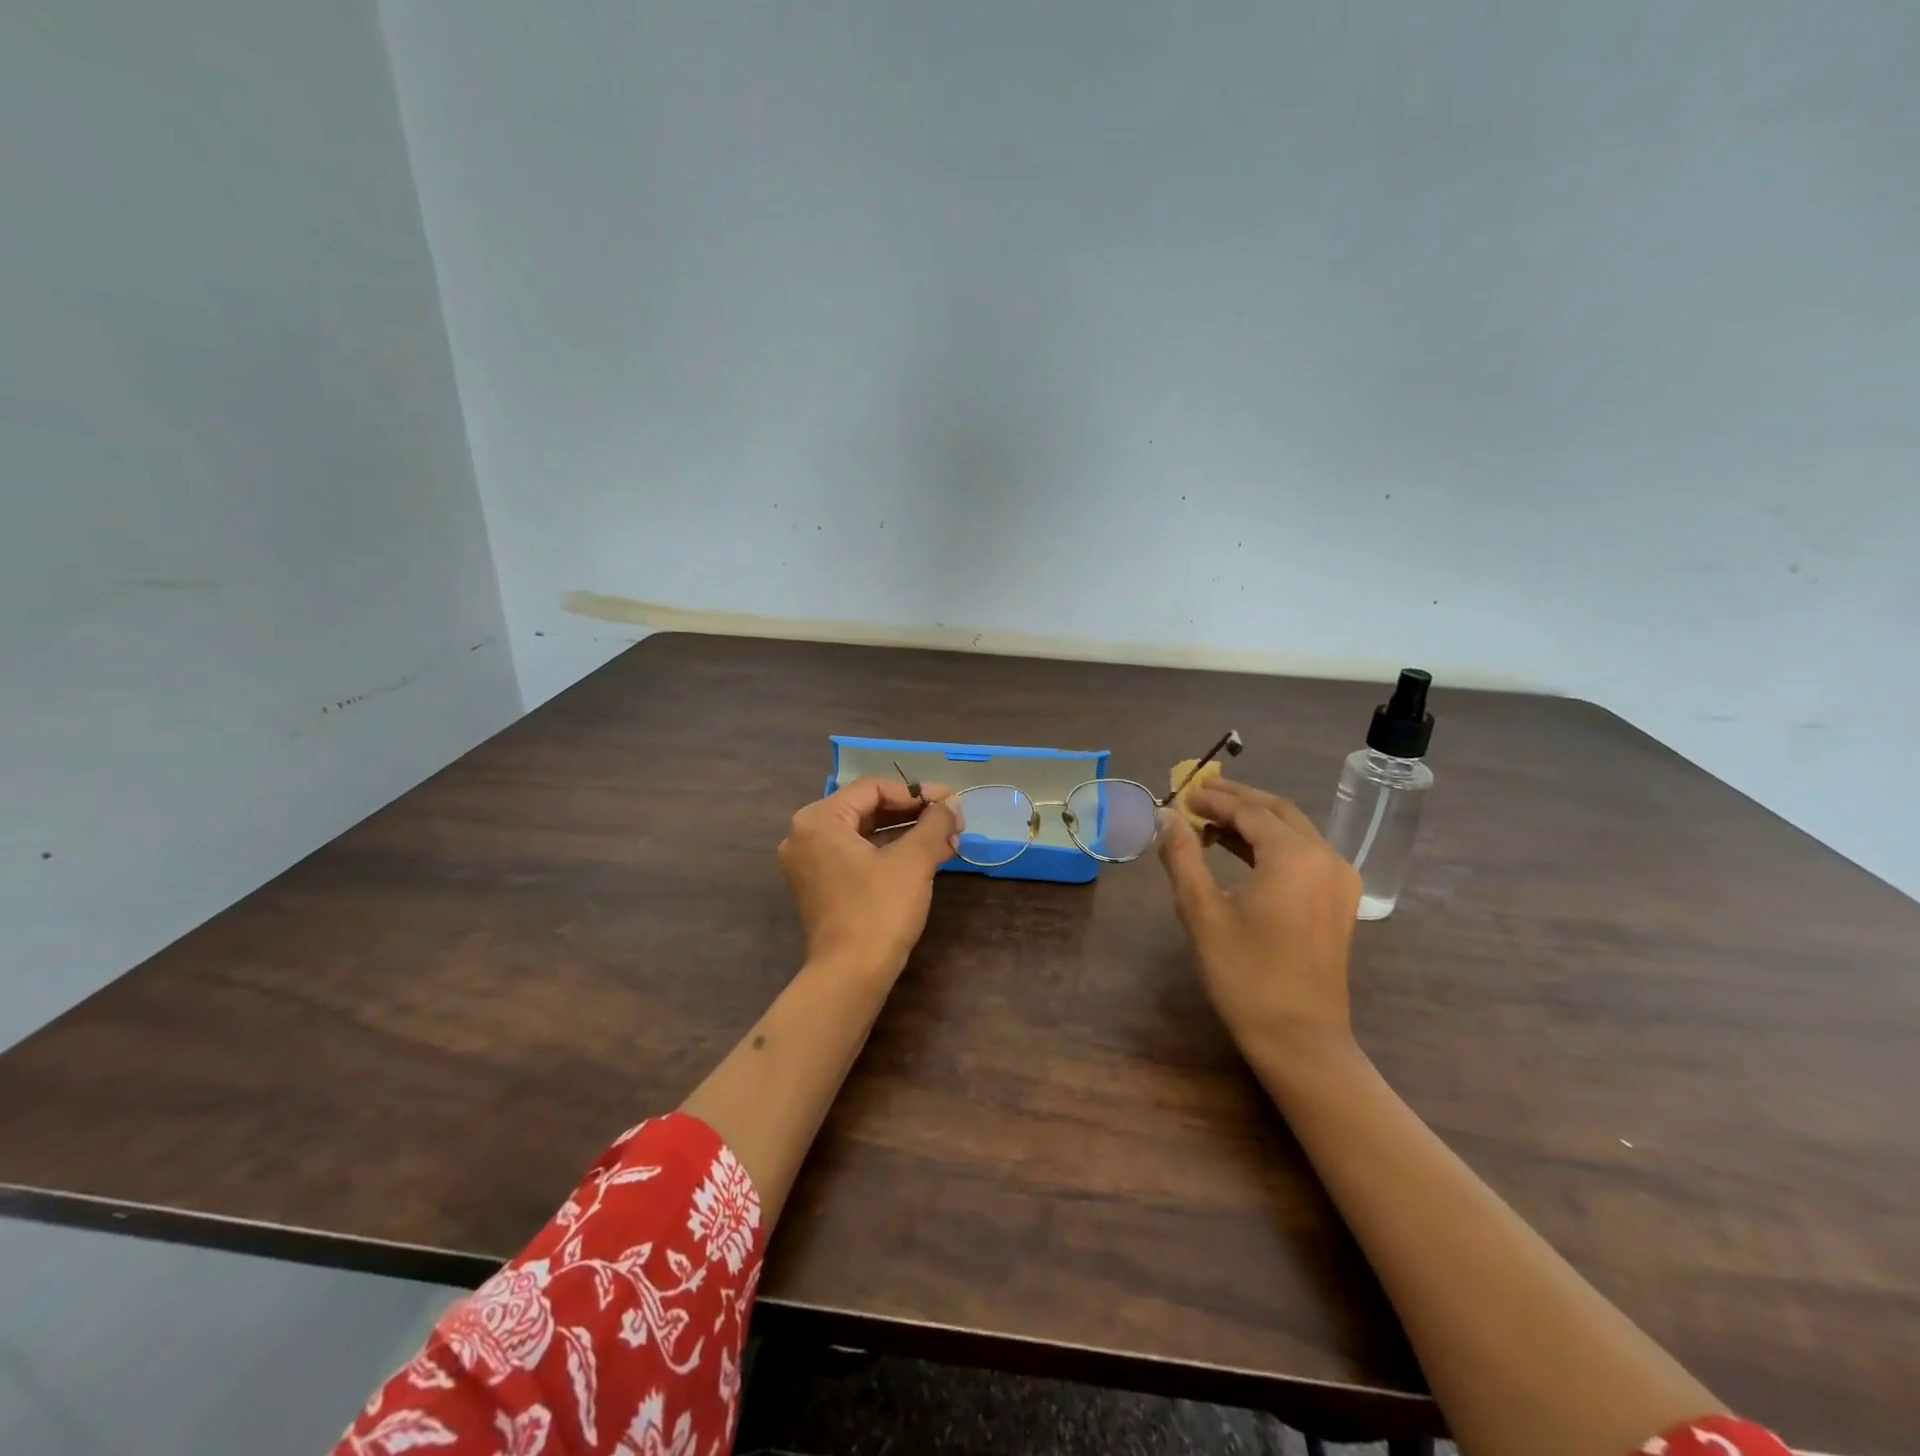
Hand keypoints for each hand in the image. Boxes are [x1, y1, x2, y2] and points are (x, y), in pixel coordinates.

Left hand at [778, 777, 962, 979]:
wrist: (850, 977)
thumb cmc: (879, 910)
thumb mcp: (913, 860)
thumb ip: (934, 823)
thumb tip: (951, 804)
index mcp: (818, 819)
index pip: (873, 789)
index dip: (916, 793)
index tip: (950, 803)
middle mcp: (806, 835)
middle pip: (868, 810)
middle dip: (915, 815)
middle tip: (952, 821)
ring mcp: (810, 864)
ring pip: (866, 835)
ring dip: (907, 835)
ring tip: (948, 840)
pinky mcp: (821, 887)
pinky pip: (858, 857)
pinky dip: (891, 854)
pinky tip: (928, 858)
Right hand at [1157, 777, 1363, 1060]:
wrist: (1300, 1039)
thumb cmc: (1246, 974)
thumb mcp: (1203, 912)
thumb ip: (1183, 856)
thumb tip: (1165, 817)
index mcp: (1295, 856)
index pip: (1249, 811)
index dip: (1213, 799)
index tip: (1181, 793)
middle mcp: (1325, 857)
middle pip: (1277, 811)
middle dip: (1237, 799)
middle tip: (1198, 793)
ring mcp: (1338, 880)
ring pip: (1293, 830)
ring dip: (1254, 819)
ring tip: (1211, 819)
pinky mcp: (1338, 901)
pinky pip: (1304, 854)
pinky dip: (1271, 843)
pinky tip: (1240, 850)